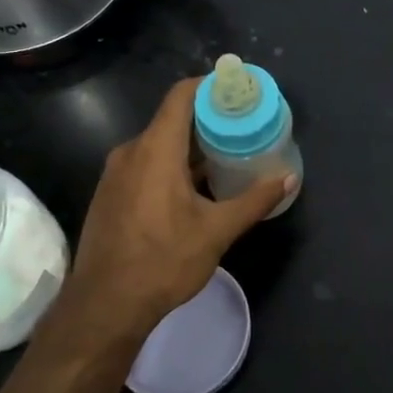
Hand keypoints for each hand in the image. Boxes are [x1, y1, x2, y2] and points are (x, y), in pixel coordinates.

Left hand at [63, 79, 290, 342]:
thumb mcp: (217, 231)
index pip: (182, 95)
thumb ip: (254, 200)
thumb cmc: (163, 261)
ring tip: (226, 157)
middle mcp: (131, 152)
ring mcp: (116, 174)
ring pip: (159, 144)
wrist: (104, 306)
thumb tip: (288, 179)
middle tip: (243, 128)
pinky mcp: (110, 194)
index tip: (239, 91)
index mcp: (156, 149)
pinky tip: (195, 188)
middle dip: (209, 120)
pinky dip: (172, 165)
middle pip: (173, 119)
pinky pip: (145, 164)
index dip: (210, 87)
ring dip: (191, 147)